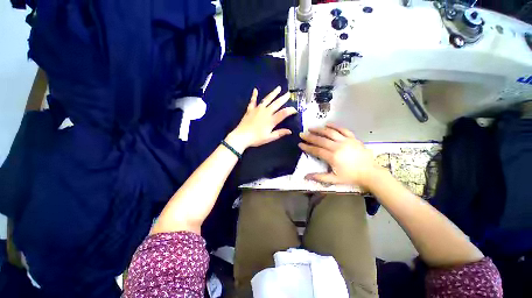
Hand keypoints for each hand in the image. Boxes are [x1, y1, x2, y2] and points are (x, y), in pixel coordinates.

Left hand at [227, 87, 297, 151]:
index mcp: (271, 120)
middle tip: (288, 94)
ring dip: (273, 93)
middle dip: (283, 98)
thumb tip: (290, 131)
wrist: (241, 136)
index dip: (290, 111)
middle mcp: (266, 112)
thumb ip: (280, 133)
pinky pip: (253, 101)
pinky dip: (254, 95)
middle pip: (276, 103)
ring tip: (278, 88)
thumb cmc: (256, 138)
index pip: (283, 113)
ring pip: (267, 99)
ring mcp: (257, 109)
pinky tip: (255, 90)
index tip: (295, 110)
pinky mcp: (250, 109)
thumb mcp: (269, 138)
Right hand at [299, 123, 379, 187]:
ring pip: (330, 132)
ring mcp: (346, 141)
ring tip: (311, 128)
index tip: (300, 144)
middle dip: (310, 137)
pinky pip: (342, 129)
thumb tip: (305, 176)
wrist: (370, 173)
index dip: (307, 147)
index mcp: (333, 157)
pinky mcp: (352, 138)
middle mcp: (338, 147)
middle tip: (302, 134)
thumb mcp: (334, 180)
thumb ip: (319, 177)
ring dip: (319, 129)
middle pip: (321, 140)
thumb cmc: (351, 177)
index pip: (316, 150)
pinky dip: (334, 126)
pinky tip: (327, 124)